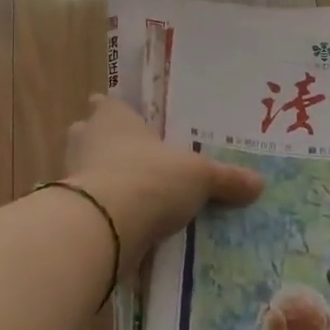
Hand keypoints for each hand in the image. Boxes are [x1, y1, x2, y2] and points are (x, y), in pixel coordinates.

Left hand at [63, 95, 263, 268]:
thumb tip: (260, 184)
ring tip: (134, 195)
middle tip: (138, 159)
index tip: (132, 123)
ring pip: (86, 170)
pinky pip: (88, 205)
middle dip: (107, 146)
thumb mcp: (200, 176)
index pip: (107, 104)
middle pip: (91, 135)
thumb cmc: (150, 177)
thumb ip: (226, 179)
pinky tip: (124, 223)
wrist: (104, 225)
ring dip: (103, 180)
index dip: (116, 111)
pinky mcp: (69, 210)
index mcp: (112, 116)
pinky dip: (102, 211)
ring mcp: (71, 174)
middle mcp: (86, 138)